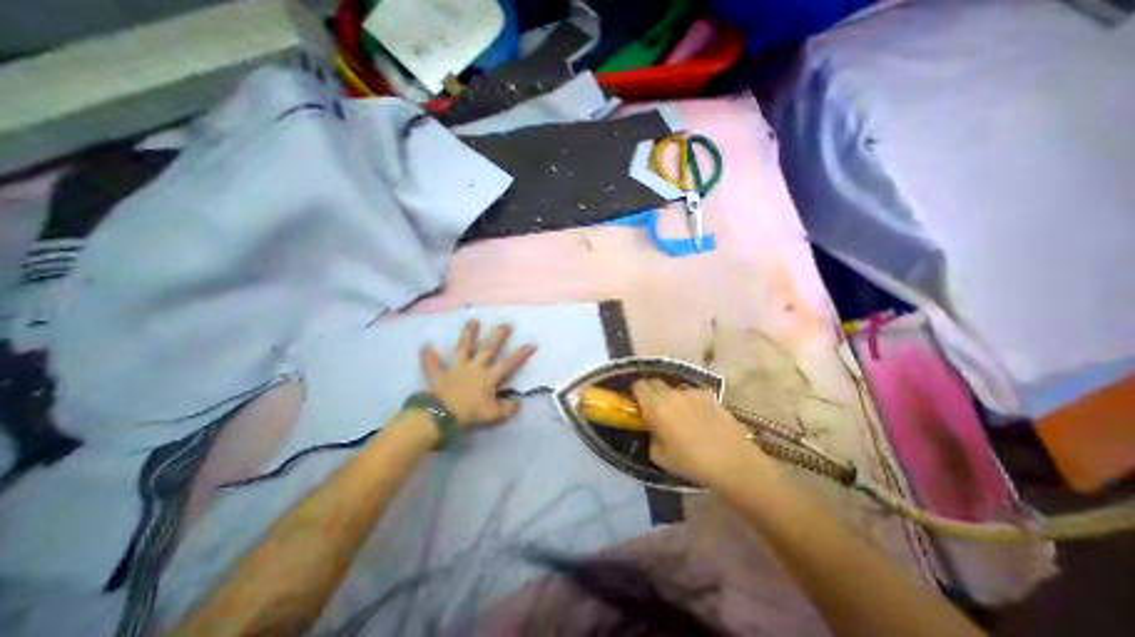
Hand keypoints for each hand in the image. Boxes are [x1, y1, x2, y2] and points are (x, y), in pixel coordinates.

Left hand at [420, 322, 536, 430]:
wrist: (440, 415)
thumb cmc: (468, 413)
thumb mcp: (491, 414)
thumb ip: (506, 408)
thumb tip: (519, 403)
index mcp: (488, 377)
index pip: (508, 364)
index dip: (520, 354)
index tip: (531, 344)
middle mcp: (474, 367)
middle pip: (487, 349)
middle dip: (498, 336)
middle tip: (505, 324)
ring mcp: (456, 368)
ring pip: (463, 347)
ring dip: (467, 334)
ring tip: (472, 320)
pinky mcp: (439, 374)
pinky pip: (432, 364)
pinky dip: (428, 356)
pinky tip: (424, 346)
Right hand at [630, 381, 780, 490]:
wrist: (732, 461)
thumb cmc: (690, 463)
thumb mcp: (659, 456)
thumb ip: (651, 435)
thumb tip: (653, 427)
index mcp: (655, 406)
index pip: (638, 385)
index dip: (636, 392)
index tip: (637, 402)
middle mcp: (671, 393)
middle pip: (654, 381)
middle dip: (651, 391)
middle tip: (655, 407)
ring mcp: (691, 392)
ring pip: (674, 388)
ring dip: (671, 396)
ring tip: (680, 414)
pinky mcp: (709, 394)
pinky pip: (692, 393)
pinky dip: (690, 400)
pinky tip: (699, 416)